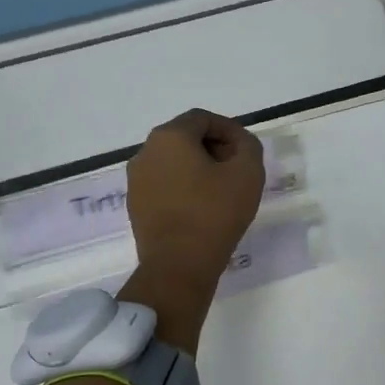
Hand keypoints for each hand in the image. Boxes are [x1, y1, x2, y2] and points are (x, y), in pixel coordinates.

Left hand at [128, 109, 266, 294]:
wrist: (178, 266)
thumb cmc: (215, 214)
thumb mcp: (248, 173)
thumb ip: (248, 146)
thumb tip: (238, 142)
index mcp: (169, 137)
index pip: (203, 119)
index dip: (229, 130)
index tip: (246, 151)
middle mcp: (145, 152)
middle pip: (185, 138)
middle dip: (213, 148)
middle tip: (236, 169)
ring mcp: (136, 180)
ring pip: (172, 162)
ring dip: (198, 168)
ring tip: (221, 191)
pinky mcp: (136, 205)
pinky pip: (163, 185)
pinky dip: (183, 187)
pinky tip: (201, 208)